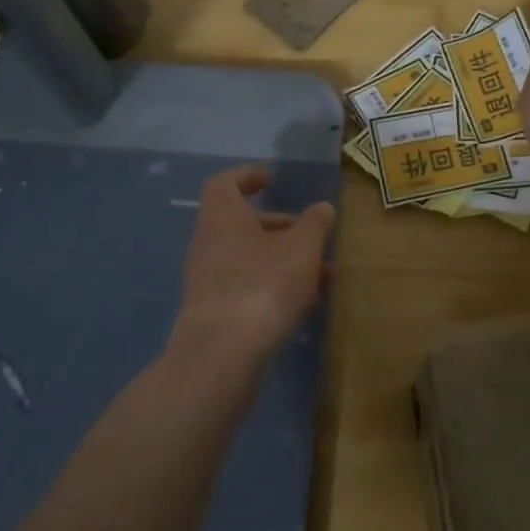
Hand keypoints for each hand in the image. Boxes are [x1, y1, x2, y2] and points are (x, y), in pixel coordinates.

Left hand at [170, 165, 334, 371]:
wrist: (222, 355)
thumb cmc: (262, 284)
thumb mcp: (301, 248)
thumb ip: (314, 224)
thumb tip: (322, 208)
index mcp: (222, 215)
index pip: (225, 182)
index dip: (247, 176)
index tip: (272, 179)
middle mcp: (208, 242)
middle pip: (241, 222)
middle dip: (278, 226)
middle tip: (311, 234)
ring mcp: (207, 279)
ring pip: (248, 257)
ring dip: (282, 259)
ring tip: (320, 273)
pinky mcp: (214, 312)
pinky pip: (246, 286)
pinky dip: (273, 285)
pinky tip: (303, 303)